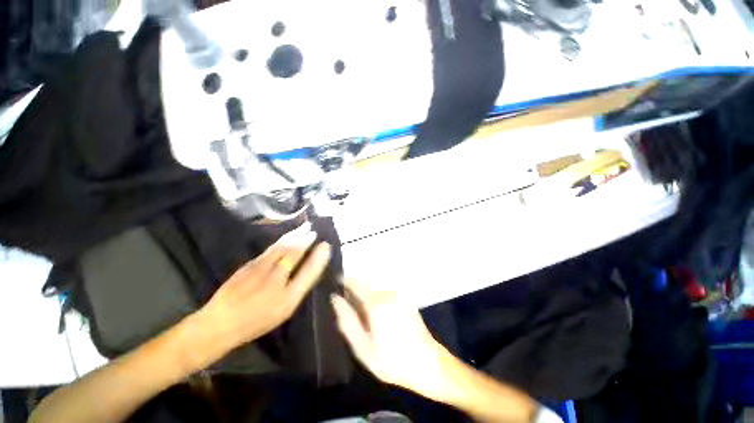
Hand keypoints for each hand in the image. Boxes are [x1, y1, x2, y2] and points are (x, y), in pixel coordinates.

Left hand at [198, 222, 331, 356]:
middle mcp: (276, 282)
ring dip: (294, 236)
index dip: (318, 258)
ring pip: (281, 249)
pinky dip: (281, 241)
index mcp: (288, 298)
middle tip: (313, 229)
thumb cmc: (256, 321)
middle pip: (294, 255)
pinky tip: (286, 236)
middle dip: (305, 240)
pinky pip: (270, 250)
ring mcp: (260, 272)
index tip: (326, 245)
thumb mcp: (284, 311)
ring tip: (304, 227)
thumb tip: (311, 268)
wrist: (219, 324)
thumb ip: (297, 288)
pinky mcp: (248, 266)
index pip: (309, 272)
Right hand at [331, 279, 448, 394]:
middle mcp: (388, 293)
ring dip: (366, 290)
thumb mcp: (363, 348)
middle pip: (367, 281)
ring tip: (361, 307)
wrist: (428, 363)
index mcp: (376, 303)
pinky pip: (386, 290)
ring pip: (376, 285)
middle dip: (355, 285)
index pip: (356, 283)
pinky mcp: (406, 298)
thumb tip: (335, 299)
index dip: (345, 280)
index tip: (335, 281)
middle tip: (347, 298)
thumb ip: (347, 321)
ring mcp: (399, 294)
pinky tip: (377, 311)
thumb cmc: (392, 360)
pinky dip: (377, 294)